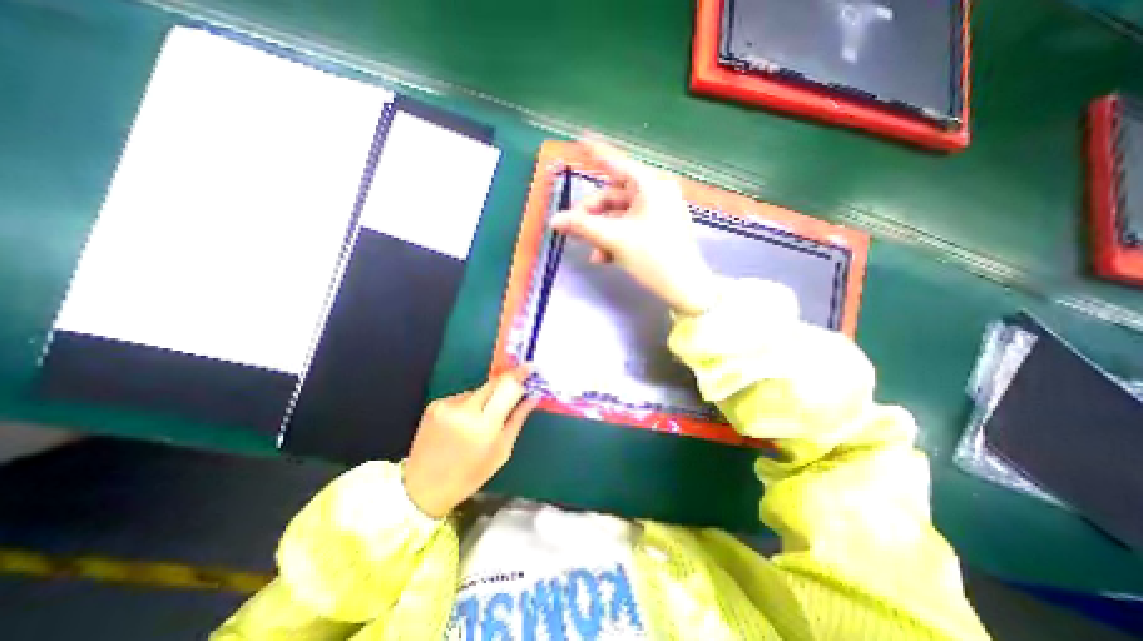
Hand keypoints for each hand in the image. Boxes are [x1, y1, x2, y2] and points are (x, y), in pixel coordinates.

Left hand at [404, 369, 538, 517]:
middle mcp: (464, 410)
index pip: (507, 387)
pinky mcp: (435, 404)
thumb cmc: (470, 475)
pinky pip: (463, 396)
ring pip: (479, 390)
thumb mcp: (501, 451)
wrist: (422, 488)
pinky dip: (470, 404)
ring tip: (483, 418)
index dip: (520, 375)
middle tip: (516, 387)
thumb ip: (518, 419)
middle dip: (507, 383)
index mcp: (484, 426)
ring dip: (487, 398)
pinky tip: (465, 422)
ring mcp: (447, 405)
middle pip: (493, 382)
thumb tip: (533, 397)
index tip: (530, 367)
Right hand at [550, 144, 715, 317]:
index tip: (581, 137)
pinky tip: (603, 258)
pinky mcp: (658, 228)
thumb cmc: (653, 258)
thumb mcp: (614, 240)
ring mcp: (658, 211)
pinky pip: (630, 227)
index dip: (596, 151)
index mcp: (650, 185)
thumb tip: (555, 220)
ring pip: (619, 215)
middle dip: (592, 214)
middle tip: (573, 229)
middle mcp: (656, 192)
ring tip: (591, 252)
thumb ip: (583, 227)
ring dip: (601, 232)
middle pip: (614, 195)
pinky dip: (615, 239)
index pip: (616, 162)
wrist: (686, 288)